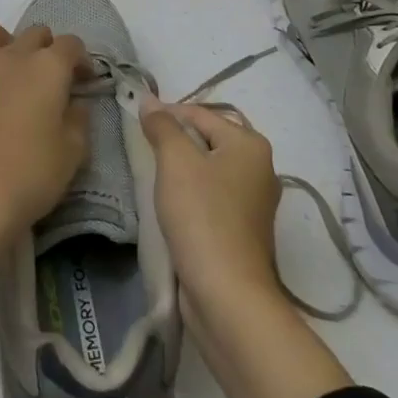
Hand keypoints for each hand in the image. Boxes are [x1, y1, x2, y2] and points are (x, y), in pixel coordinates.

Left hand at [0, 19, 90, 302]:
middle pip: (33, 33)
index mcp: (48, 69)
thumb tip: (76, 104)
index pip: (71, 44)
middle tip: (50, 75)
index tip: (84, 80)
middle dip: (47, 46)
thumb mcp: (72, 154)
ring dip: (1, 37)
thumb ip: (79, 121)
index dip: (81, 59)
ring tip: (6, 59)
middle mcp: (13, 57)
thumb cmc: (30, 177)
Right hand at [138, 100, 283, 311]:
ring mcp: (255, 203)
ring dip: (182, 172)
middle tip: (145, 151)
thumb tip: (149, 101)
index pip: (200, 114)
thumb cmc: (202, 216)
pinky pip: (213, 199)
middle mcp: (260, 168)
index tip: (137, 124)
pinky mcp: (245, 232)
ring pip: (209, 171)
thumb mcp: (175, 161)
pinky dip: (192, 197)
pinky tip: (171, 206)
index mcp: (250, 144)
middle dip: (175, 143)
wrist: (227, 296)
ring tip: (154, 178)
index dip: (166, 114)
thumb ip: (162, 126)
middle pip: (207, 141)